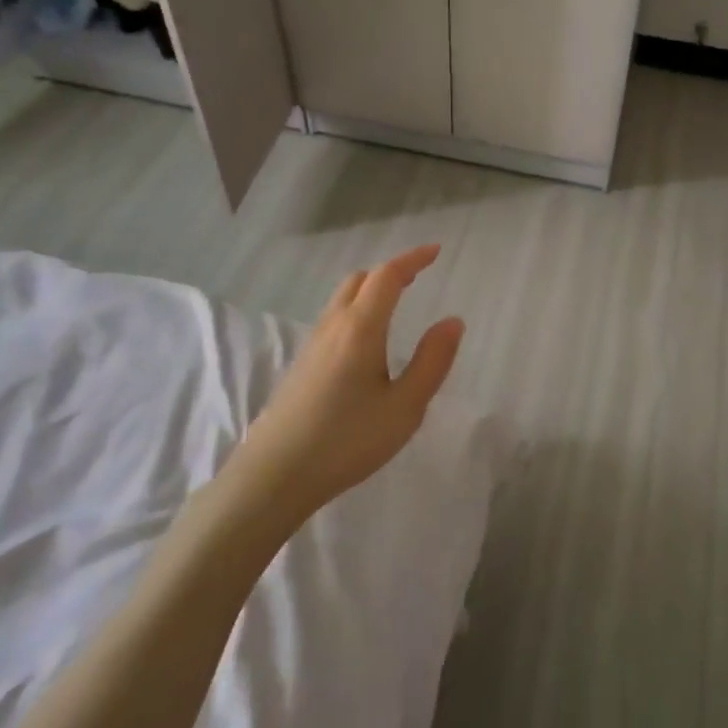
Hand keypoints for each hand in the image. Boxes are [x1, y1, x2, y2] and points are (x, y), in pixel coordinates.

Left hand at [240, 245, 464, 519]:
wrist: (274, 475)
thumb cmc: (347, 440)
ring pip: (342, 299)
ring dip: (370, 290)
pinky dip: (356, 309)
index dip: (412, 259)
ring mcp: (312, 345)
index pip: (387, 276)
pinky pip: (333, 319)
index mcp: (360, 328)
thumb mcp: (405, 407)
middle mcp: (333, 326)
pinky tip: (366, 341)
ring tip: (396, 303)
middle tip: (417, 277)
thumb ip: (432, 361)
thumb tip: (453, 321)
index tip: (435, 252)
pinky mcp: (301, 365)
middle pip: (360, 280)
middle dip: (390, 271)